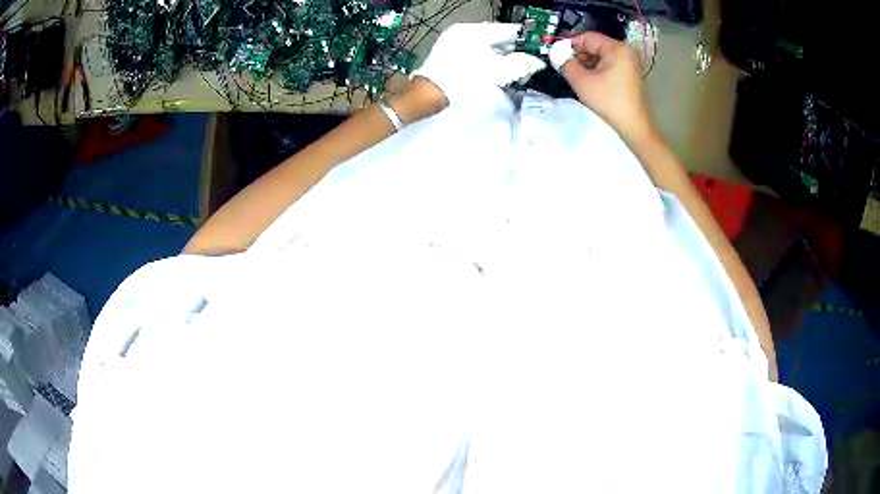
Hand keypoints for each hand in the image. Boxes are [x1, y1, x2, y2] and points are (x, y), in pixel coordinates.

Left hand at [412, 23, 545, 104]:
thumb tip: (537, 61)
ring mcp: (452, 40)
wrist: (430, 94)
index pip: (507, 29)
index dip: (524, 38)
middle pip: (495, 36)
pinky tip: (493, 68)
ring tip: (512, 65)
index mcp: (474, 30)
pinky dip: (486, 56)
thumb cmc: (465, 79)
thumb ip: (521, 64)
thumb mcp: (498, 71)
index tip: (537, 46)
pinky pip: (473, 50)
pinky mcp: (447, 52)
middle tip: (527, 59)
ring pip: (484, 43)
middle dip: (512, 47)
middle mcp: (462, 30)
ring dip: (499, 53)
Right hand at [549, 32, 653, 141]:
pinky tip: (588, 81)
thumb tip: (555, 54)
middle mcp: (625, 50)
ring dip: (586, 63)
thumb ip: (565, 63)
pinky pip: (607, 63)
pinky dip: (596, 69)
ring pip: (600, 55)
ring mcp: (629, 61)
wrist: (634, 126)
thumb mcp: (582, 81)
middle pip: (594, 45)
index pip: (586, 37)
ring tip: (576, 76)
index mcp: (617, 48)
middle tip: (564, 67)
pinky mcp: (629, 72)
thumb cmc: (609, 102)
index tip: (555, 55)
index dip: (568, 45)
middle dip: (578, 55)